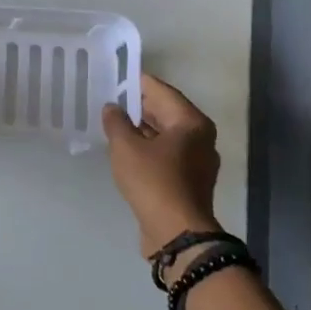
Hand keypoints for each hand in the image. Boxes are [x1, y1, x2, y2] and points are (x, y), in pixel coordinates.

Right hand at [102, 74, 220, 258]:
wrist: (177, 233)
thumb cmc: (154, 181)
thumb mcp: (126, 147)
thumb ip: (116, 122)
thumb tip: (111, 108)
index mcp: (191, 122)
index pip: (161, 91)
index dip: (137, 82)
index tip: (115, 76)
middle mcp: (200, 138)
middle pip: (166, 112)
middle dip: (138, 106)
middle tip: (110, 100)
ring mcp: (198, 161)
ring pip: (166, 135)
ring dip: (142, 129)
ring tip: (114, 125)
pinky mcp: (189, 181)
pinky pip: (167, 155)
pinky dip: (149, 149)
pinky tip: (127, 151)